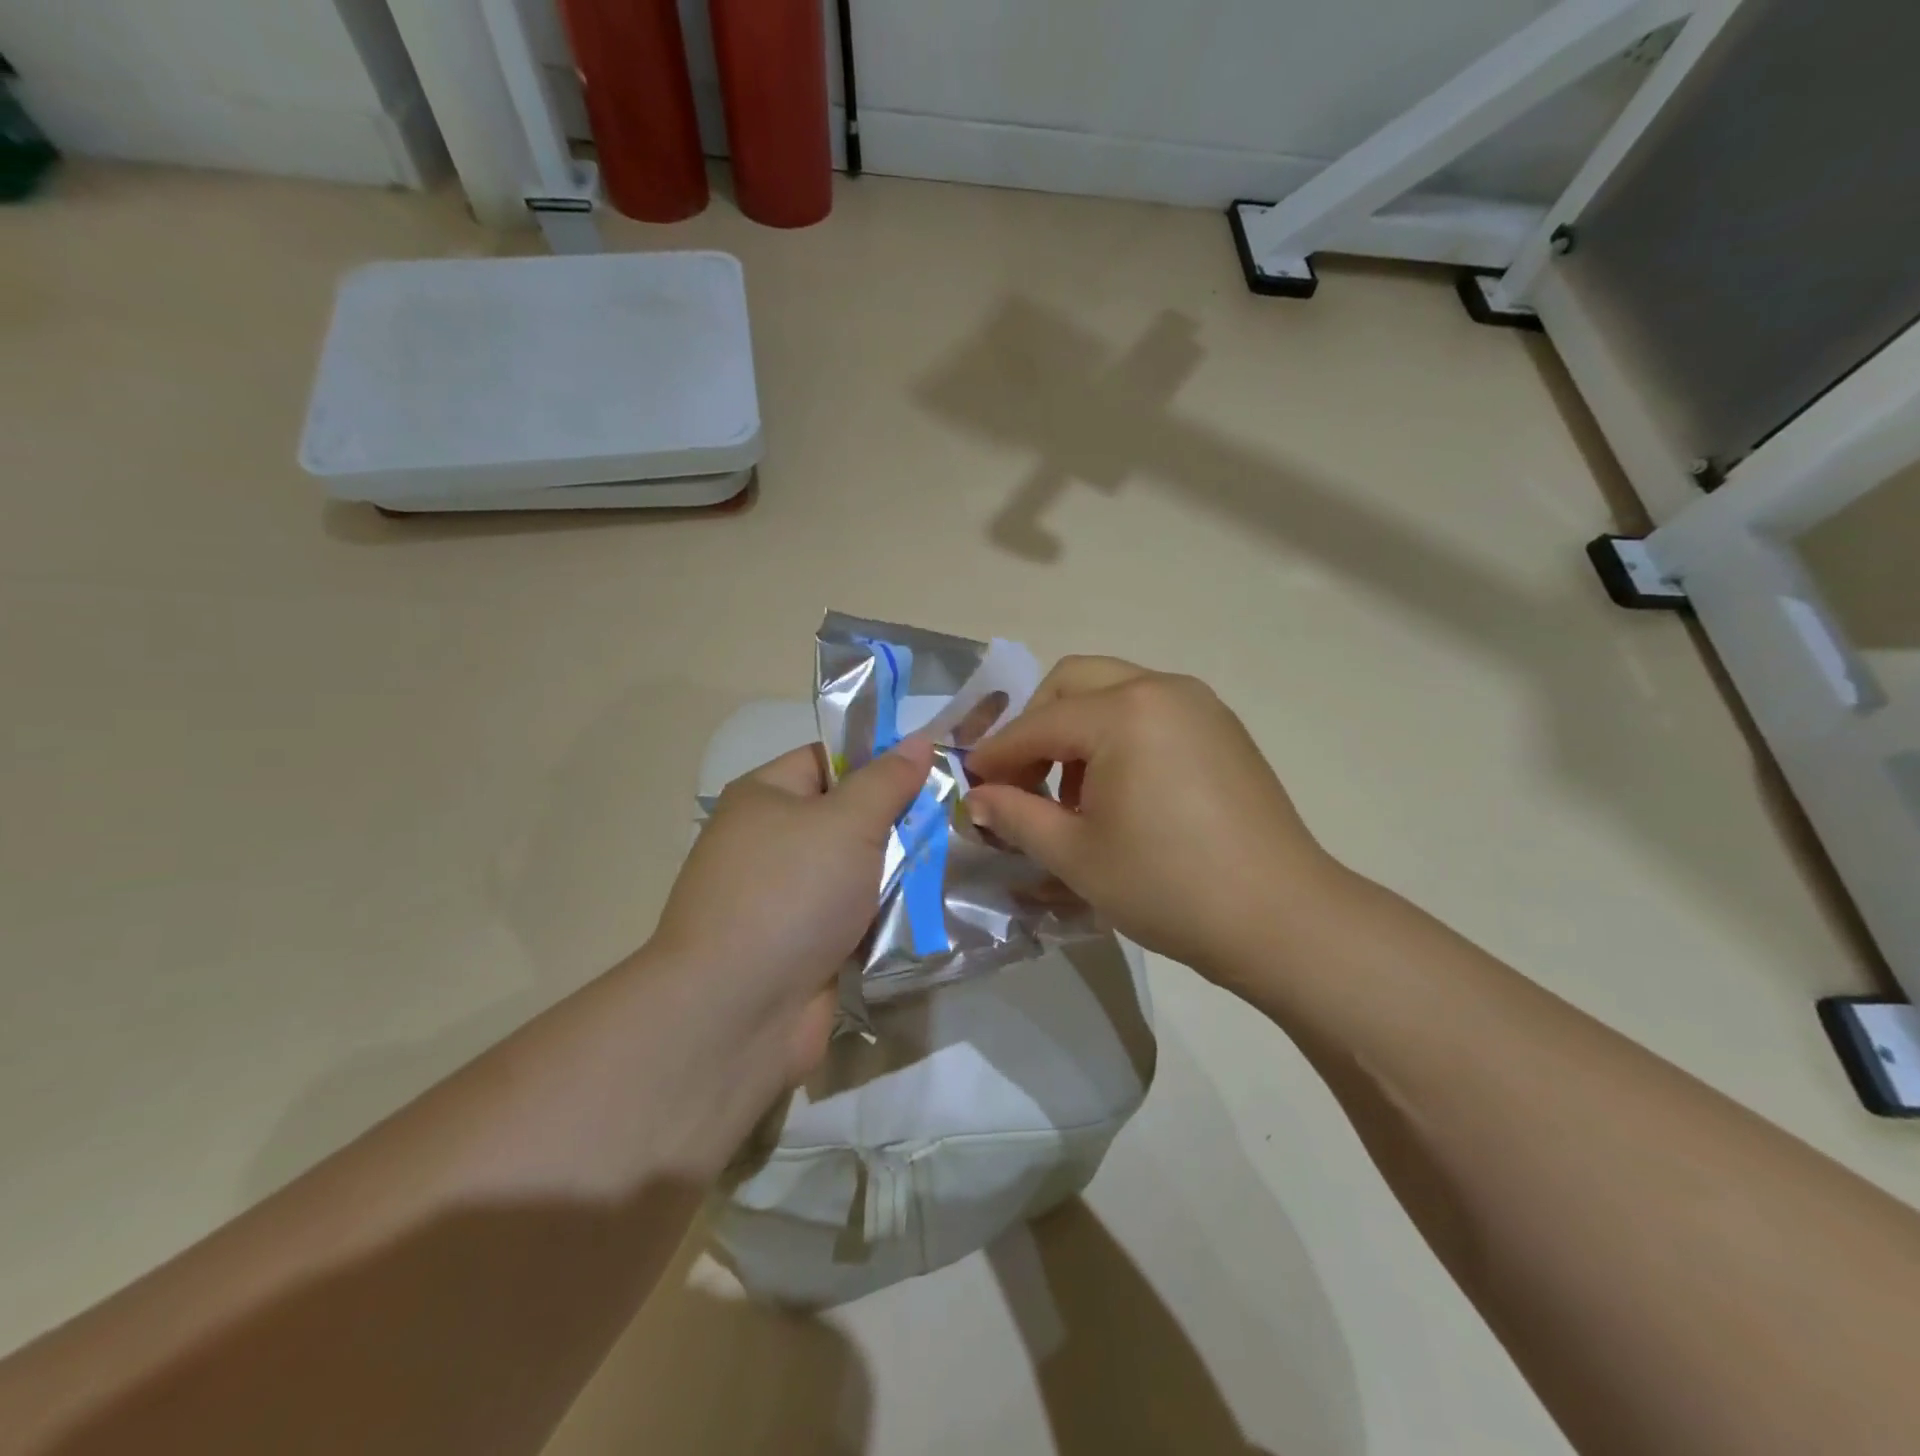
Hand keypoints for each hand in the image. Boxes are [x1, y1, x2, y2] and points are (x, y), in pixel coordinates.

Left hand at [650, 737, 934, 1083]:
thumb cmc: (790, 892)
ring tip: (954, 863)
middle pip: (846, 817)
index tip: (933, 769)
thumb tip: (917, 739)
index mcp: (765, 798)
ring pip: (855, 870)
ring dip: (899, 872)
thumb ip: (887, 781)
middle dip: (898, 821)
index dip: (879, 760)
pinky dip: (885, 915)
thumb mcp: (846, 822)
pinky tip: (932, 910)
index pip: (828, 760)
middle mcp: (769, 842)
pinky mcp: (803, 945)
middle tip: (954, 819)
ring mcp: (784, 898)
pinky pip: (853, 916)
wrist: (737, 1012)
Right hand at [965, 657, 1343, 984]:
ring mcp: (1199, 705)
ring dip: (1077, 730)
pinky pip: (1150, 711)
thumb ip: (1016, 816)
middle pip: (1073, 682)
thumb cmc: (1168, 886)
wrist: (1282, 918)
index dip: (997, 753)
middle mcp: (1162, 689)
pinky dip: (1117, 735)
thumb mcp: (1077, 856)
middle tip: (1021, 778)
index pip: (1038, 723)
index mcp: (1124, 713)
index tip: (970, 782)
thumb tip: (977, 799)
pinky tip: (1119, 791)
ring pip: (1113, 692)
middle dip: (1036, 724)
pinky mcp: (1222, 728)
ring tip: (1071, 795)